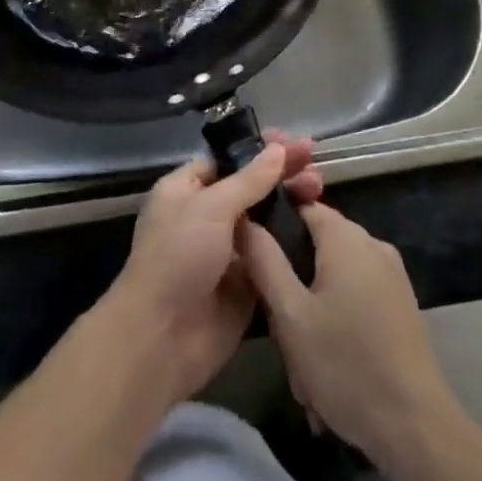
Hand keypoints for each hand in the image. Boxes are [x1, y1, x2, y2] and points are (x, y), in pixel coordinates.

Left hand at [97, 135, 322, 403]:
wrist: (161, 339)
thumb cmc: (178, 257)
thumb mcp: (212, 208)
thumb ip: (249, 180)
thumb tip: (276, 148)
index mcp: (187, 190)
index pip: (228, 160)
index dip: (259, 150)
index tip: (292, 141)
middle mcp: (206, 217)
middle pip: (250, 188)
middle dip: (280, 173)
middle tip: (315, 162)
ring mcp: (227, 252)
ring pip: (264, 221)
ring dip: (290, 203)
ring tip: (320, 188)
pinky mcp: (245, 286)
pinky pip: (271, 258)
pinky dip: (292, 244)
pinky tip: (319, 228)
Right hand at [241, 202, 454, 466]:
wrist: (418, 430)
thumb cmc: (346, 365)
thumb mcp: (291, 315)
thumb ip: (264, 260)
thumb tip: (244, 220)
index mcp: (345, 236)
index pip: (300, 206)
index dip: (273, 228)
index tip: (256, 263)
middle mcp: (371, 243)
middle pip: (316, 247)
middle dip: (294, 288)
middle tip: (282, 335)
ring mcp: (391, 275)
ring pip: (334, 280)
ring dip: (314, 316)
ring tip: (305, 370)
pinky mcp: (401, 304)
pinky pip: (356, 299)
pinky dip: (338, 326)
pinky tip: (329, 373)